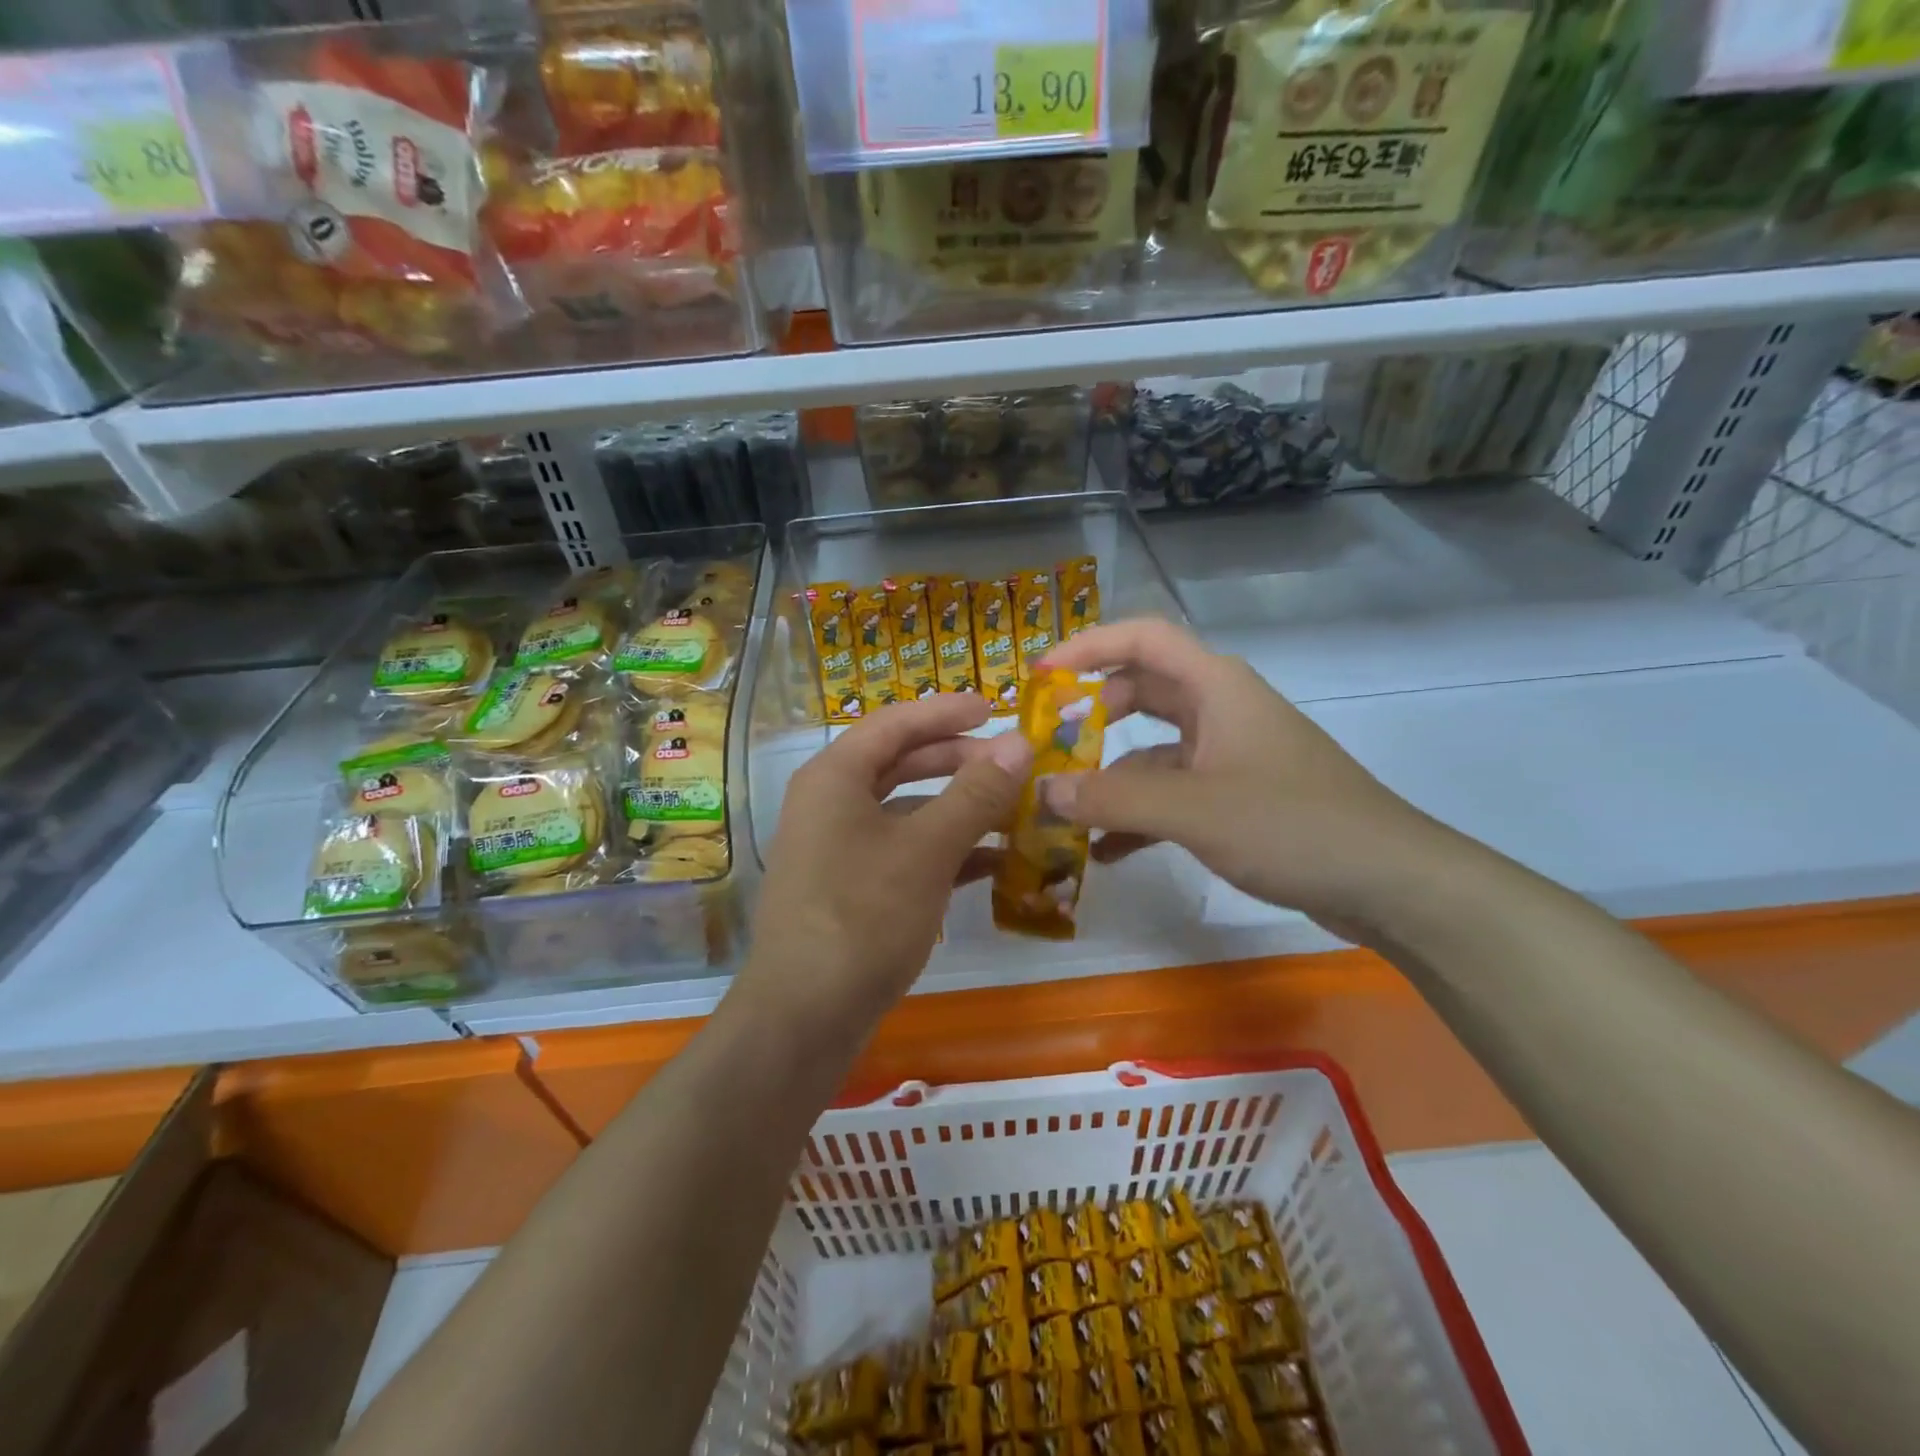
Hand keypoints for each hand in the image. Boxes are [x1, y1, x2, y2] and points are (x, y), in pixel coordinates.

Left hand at [738, 693, 1031, 1039]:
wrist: (805, 1016)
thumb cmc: (863, 915)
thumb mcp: (927, 849)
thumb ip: (976, 793)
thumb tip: (1019, 742)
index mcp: (835, 777)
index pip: (895, 723)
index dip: (946, 711)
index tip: (995, 707)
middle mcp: (830, 803)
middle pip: (899, 763)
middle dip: (957, 760)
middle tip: (1010, 761)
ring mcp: (838, 848)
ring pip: (905, 810)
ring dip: (956, 808)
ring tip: (1011, 810)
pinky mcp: (850, 888)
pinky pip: (903, 851)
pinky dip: (944, 849)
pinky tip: (990, 862)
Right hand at [1039, 619, 1446, 932]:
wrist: (1388, 882)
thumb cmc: (1290, 824)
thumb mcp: (1192, 809)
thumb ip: (1111, 798)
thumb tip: (1042, 791)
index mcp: (1215, 686)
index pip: (1142, 638)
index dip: (1088, 646)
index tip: (1040, 676)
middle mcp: (1220, 710)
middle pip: (1141, 692)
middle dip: (1091, 716)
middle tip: (1046, 744)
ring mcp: (1229, 755)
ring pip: (1152, 751)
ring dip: (1109, 777)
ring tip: (1062, 809)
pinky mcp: (1236, 797)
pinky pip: (1172, 794)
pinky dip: (1138, 815)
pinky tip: (1105, 851)